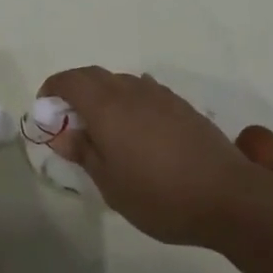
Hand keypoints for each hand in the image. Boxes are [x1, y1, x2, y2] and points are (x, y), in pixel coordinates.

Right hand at [41, 68, 272, 246]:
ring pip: (121, 82)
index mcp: (106, 106)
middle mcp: (131, 90)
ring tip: (104, 130)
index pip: (70, 80)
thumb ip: (84, 153)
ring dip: (104, 96)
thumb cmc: (159, 195)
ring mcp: (159, 95)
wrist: (227, 196)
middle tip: (70, 121)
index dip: (53, 88)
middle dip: (76, 91)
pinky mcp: (181, 105)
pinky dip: (129, 102)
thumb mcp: (110, 183)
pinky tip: (137, 131)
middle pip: (94, 76)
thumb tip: (63, 133)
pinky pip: (144, 92)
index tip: (45, 108)